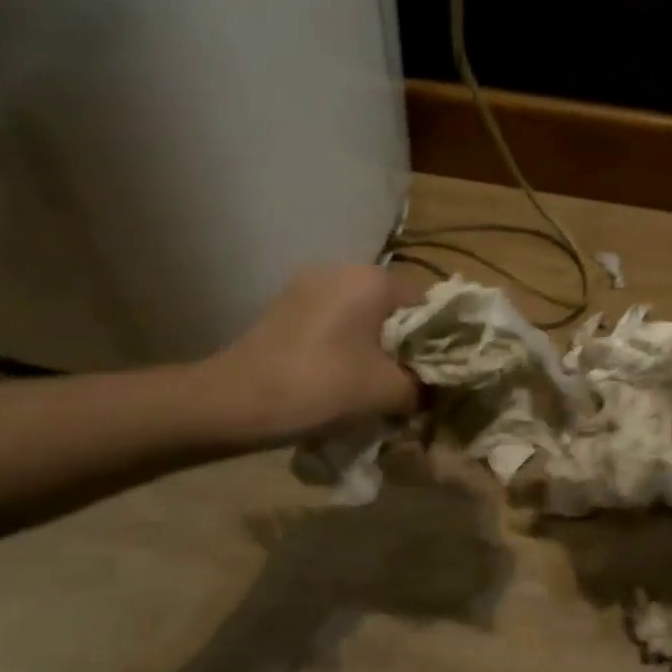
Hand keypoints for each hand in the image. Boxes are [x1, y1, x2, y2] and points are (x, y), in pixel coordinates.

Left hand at [218, 265, 423, 439]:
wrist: (234, 402)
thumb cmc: (321, 386)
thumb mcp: (388, 392)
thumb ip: (423, 387)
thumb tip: (433, 390)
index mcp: (372, 279)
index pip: (426, 305)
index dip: (438, 342)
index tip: (434, 377)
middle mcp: (340, 270)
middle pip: (392, 310)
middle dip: (403, 347)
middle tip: (406, 385)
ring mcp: (306, 286)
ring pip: (360, 318)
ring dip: (372, 348)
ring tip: (372, 387)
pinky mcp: (284, 308)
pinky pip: (332, 324)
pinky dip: (343, 348)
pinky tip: (338, 380)